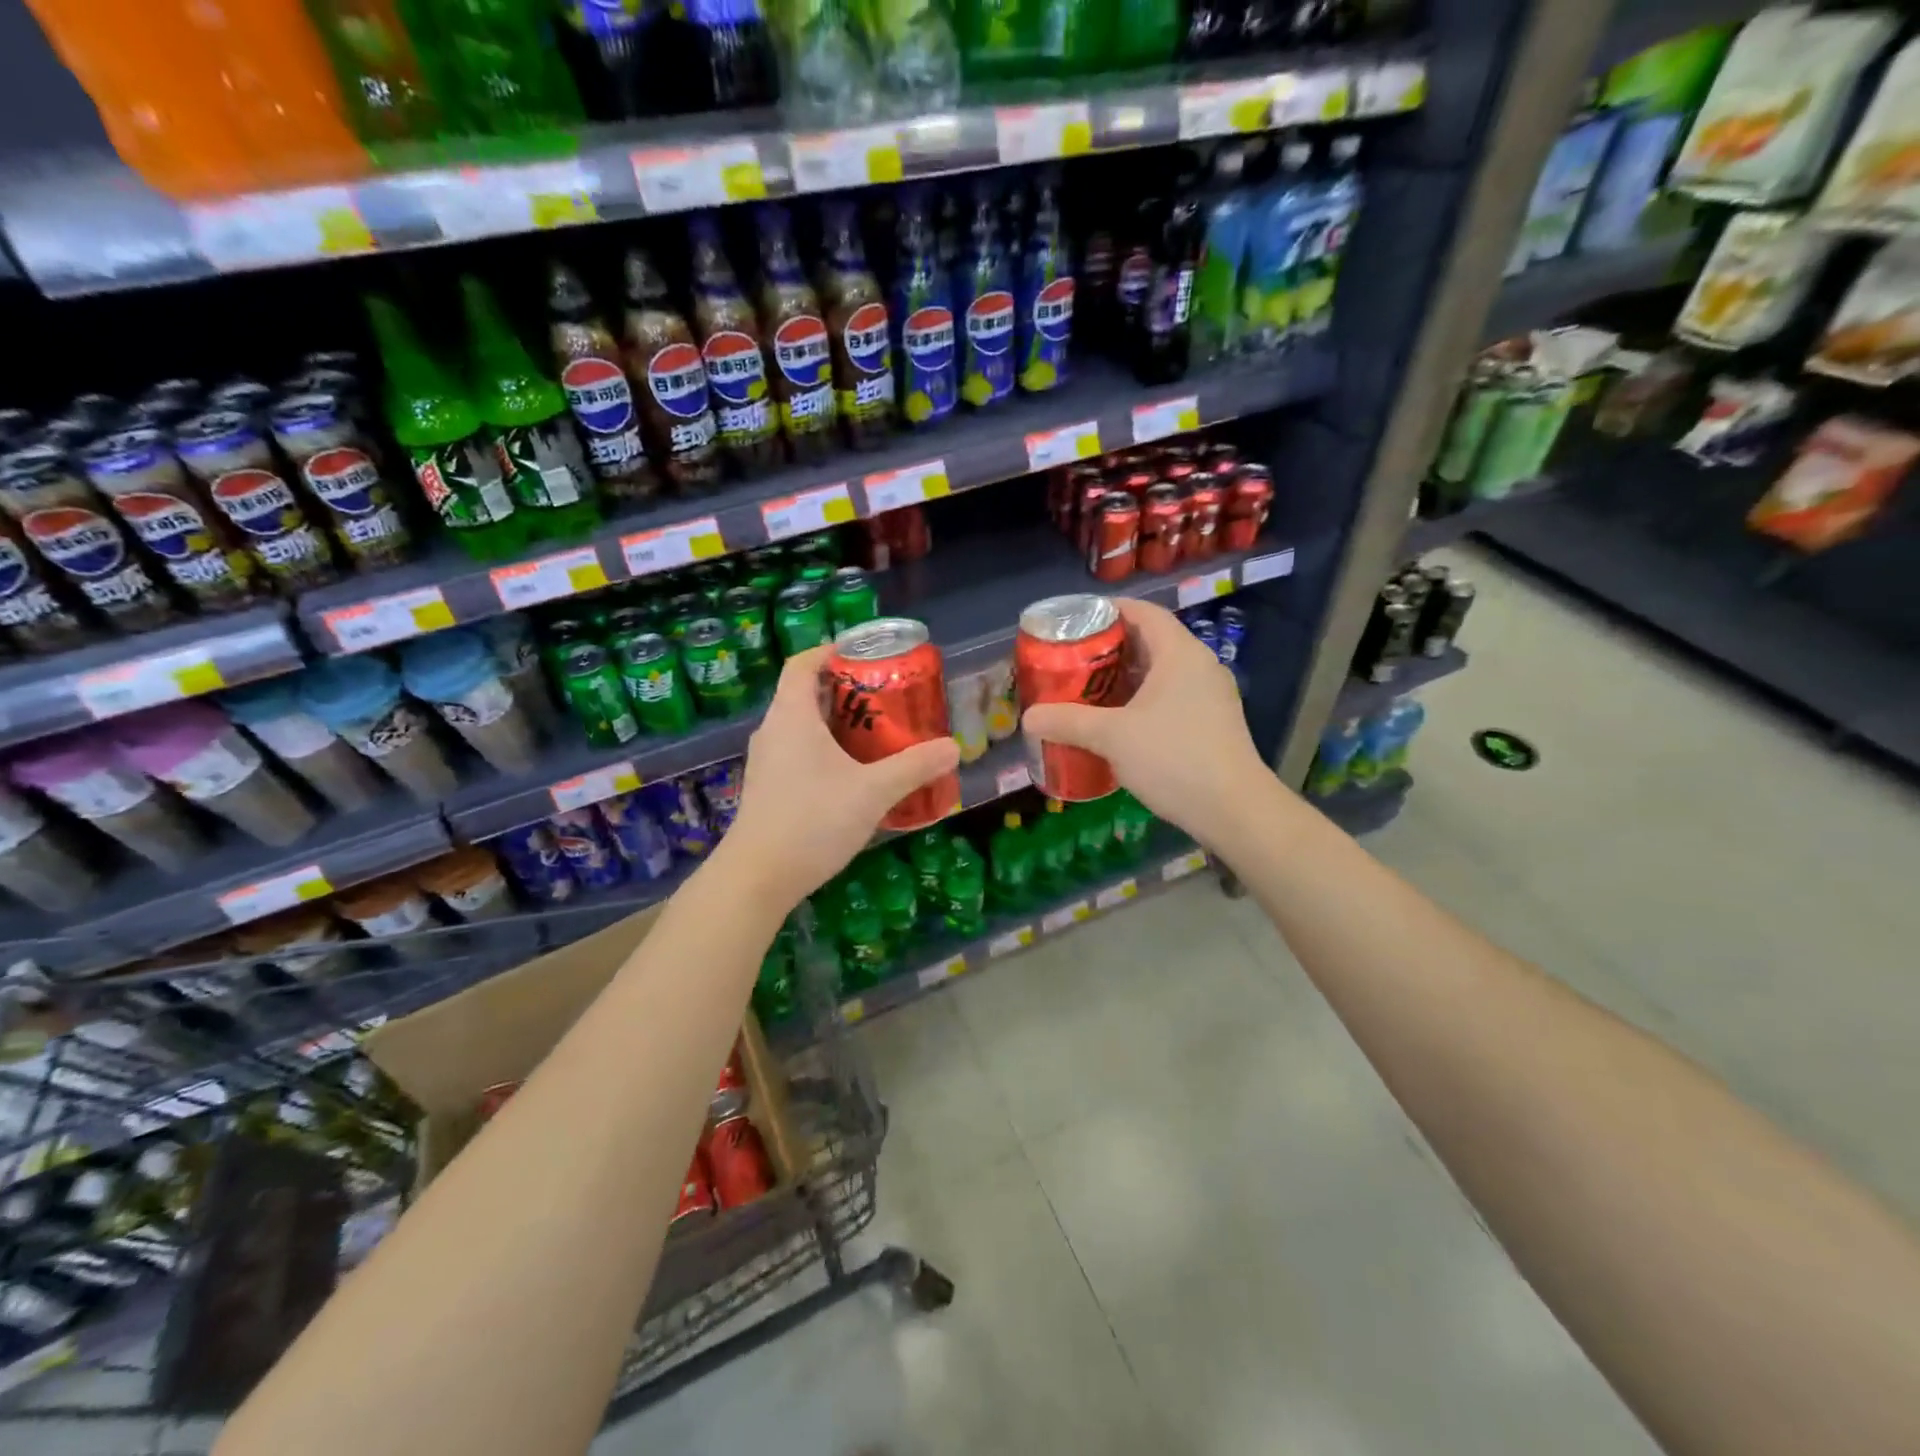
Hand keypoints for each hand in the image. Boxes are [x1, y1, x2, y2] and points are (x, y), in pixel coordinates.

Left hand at [719, 645, 960, 909]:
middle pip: (805, 693)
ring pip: (802, 726)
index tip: (863, 653)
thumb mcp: (873, 792)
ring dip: (836, 723)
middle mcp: (773, 731)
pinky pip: (798, 753)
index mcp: (792, 716)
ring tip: (876, 733)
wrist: (758, 877)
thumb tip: (953, 748)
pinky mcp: (768, 789)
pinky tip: (853, 775)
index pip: (803, 664)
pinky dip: (825, 750)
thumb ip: (914, 767)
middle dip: (845, 690)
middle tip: (885, 697)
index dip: (830, 651)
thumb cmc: (813, 820)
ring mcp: (766, 762)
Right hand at [1020, 597, 1268, 841]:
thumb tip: (1028, 717)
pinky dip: (1140, 701)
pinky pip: (1169, 697)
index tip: (1074, 622)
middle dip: (1108, 648)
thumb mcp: (1112, 737)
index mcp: (1179, 653)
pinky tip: (1115, 723)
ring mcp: (1209, 695)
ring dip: (1123, 678)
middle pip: (1149, 641)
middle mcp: (1199, 665)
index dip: (1107, 610)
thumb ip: (1068, 721)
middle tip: (1070, 660)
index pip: (1143, 612)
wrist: (1234, 810)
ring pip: (1159, 673)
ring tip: (1085, 690)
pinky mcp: (1211, 723)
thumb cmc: (1174, 758)